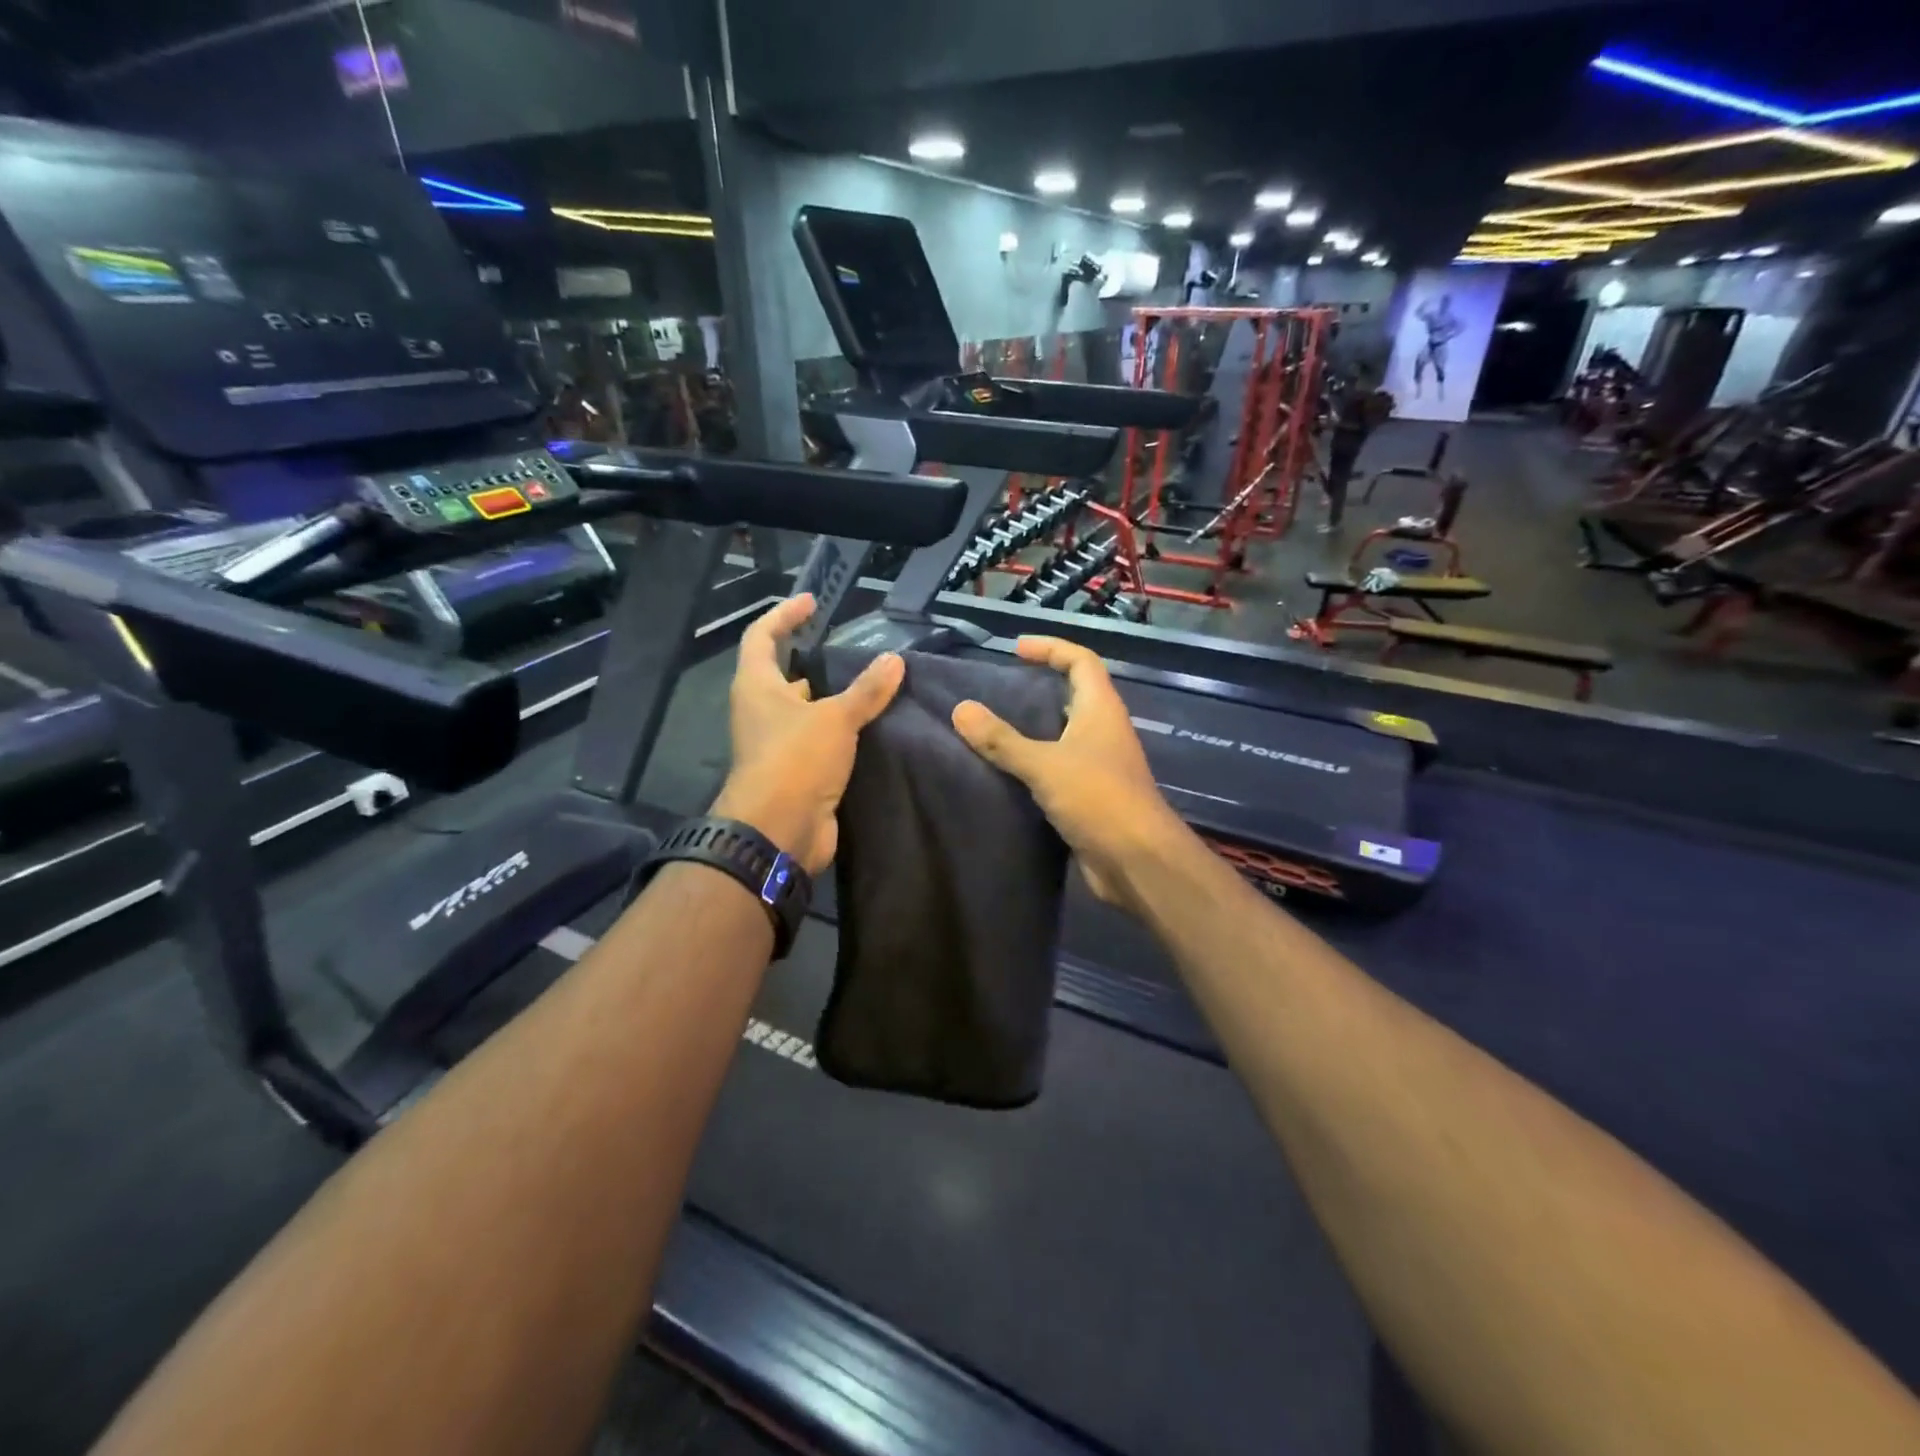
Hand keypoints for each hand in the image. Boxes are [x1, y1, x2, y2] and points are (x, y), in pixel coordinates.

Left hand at [712, 594, 903, 874]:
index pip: (762, 636)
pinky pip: (819, 740)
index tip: (812, 602)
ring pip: (804, 710)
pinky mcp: (796, 771)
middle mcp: (761, 711)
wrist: (779, 831)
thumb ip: (866, 690)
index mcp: (757, 686)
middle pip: (782, 674)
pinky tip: (871, 726)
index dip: (784, 615)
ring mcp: (776, 743)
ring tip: (869, 683)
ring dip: (830, 697)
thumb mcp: (835, 718)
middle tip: (848, 647)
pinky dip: (840, 730)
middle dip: (811, 659)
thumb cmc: (796, 760)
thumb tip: (895, 660)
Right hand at [951, 637, 1182, 911]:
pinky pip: (1059, 767)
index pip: (1081, 660)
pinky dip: (1034, 763)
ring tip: (992, 727)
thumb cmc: (1098, 799)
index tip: (1015, 649)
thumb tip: (961, 710)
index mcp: (1101, 709)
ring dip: (1034, 728)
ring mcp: (1100, 764)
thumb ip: (1002, 740)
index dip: (1051, 647)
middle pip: (1074, 694)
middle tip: (998, 689)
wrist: (1137, 861)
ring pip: (1064, 733)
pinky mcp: (1091, 795)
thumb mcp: (1044, 765)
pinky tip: (1005, 771)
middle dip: (1040, 686)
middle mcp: (1104, 730)